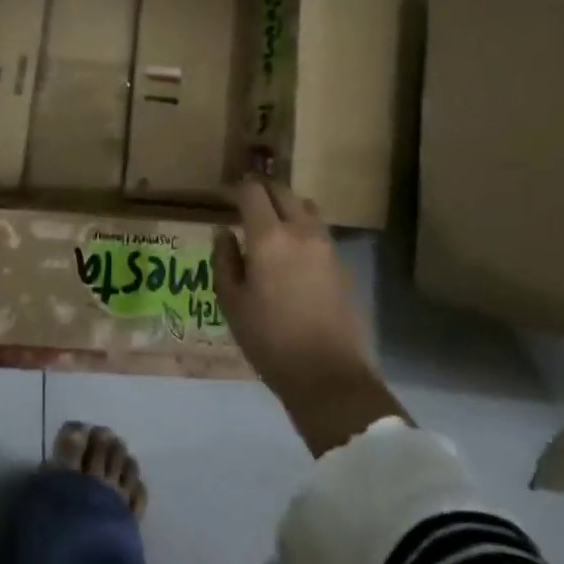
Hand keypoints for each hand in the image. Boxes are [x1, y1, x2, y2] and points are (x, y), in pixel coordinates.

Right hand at [217, 176, 406, 454]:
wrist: (327, 375)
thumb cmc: (269, 340)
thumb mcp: (232, 303)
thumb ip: (224, 260)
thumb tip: (224, 232)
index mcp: (269, 237)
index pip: (252, 191)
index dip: (234, 188)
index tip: (222, 196)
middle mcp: (300, 231)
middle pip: (281, 191)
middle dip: (261, 190)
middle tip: (243, 203)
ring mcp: (326, 246)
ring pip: (304, 206)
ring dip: (285, 206)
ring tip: (269, 224)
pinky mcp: (341, 263)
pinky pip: (317, 230)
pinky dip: (301, 227)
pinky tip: (290, 251)